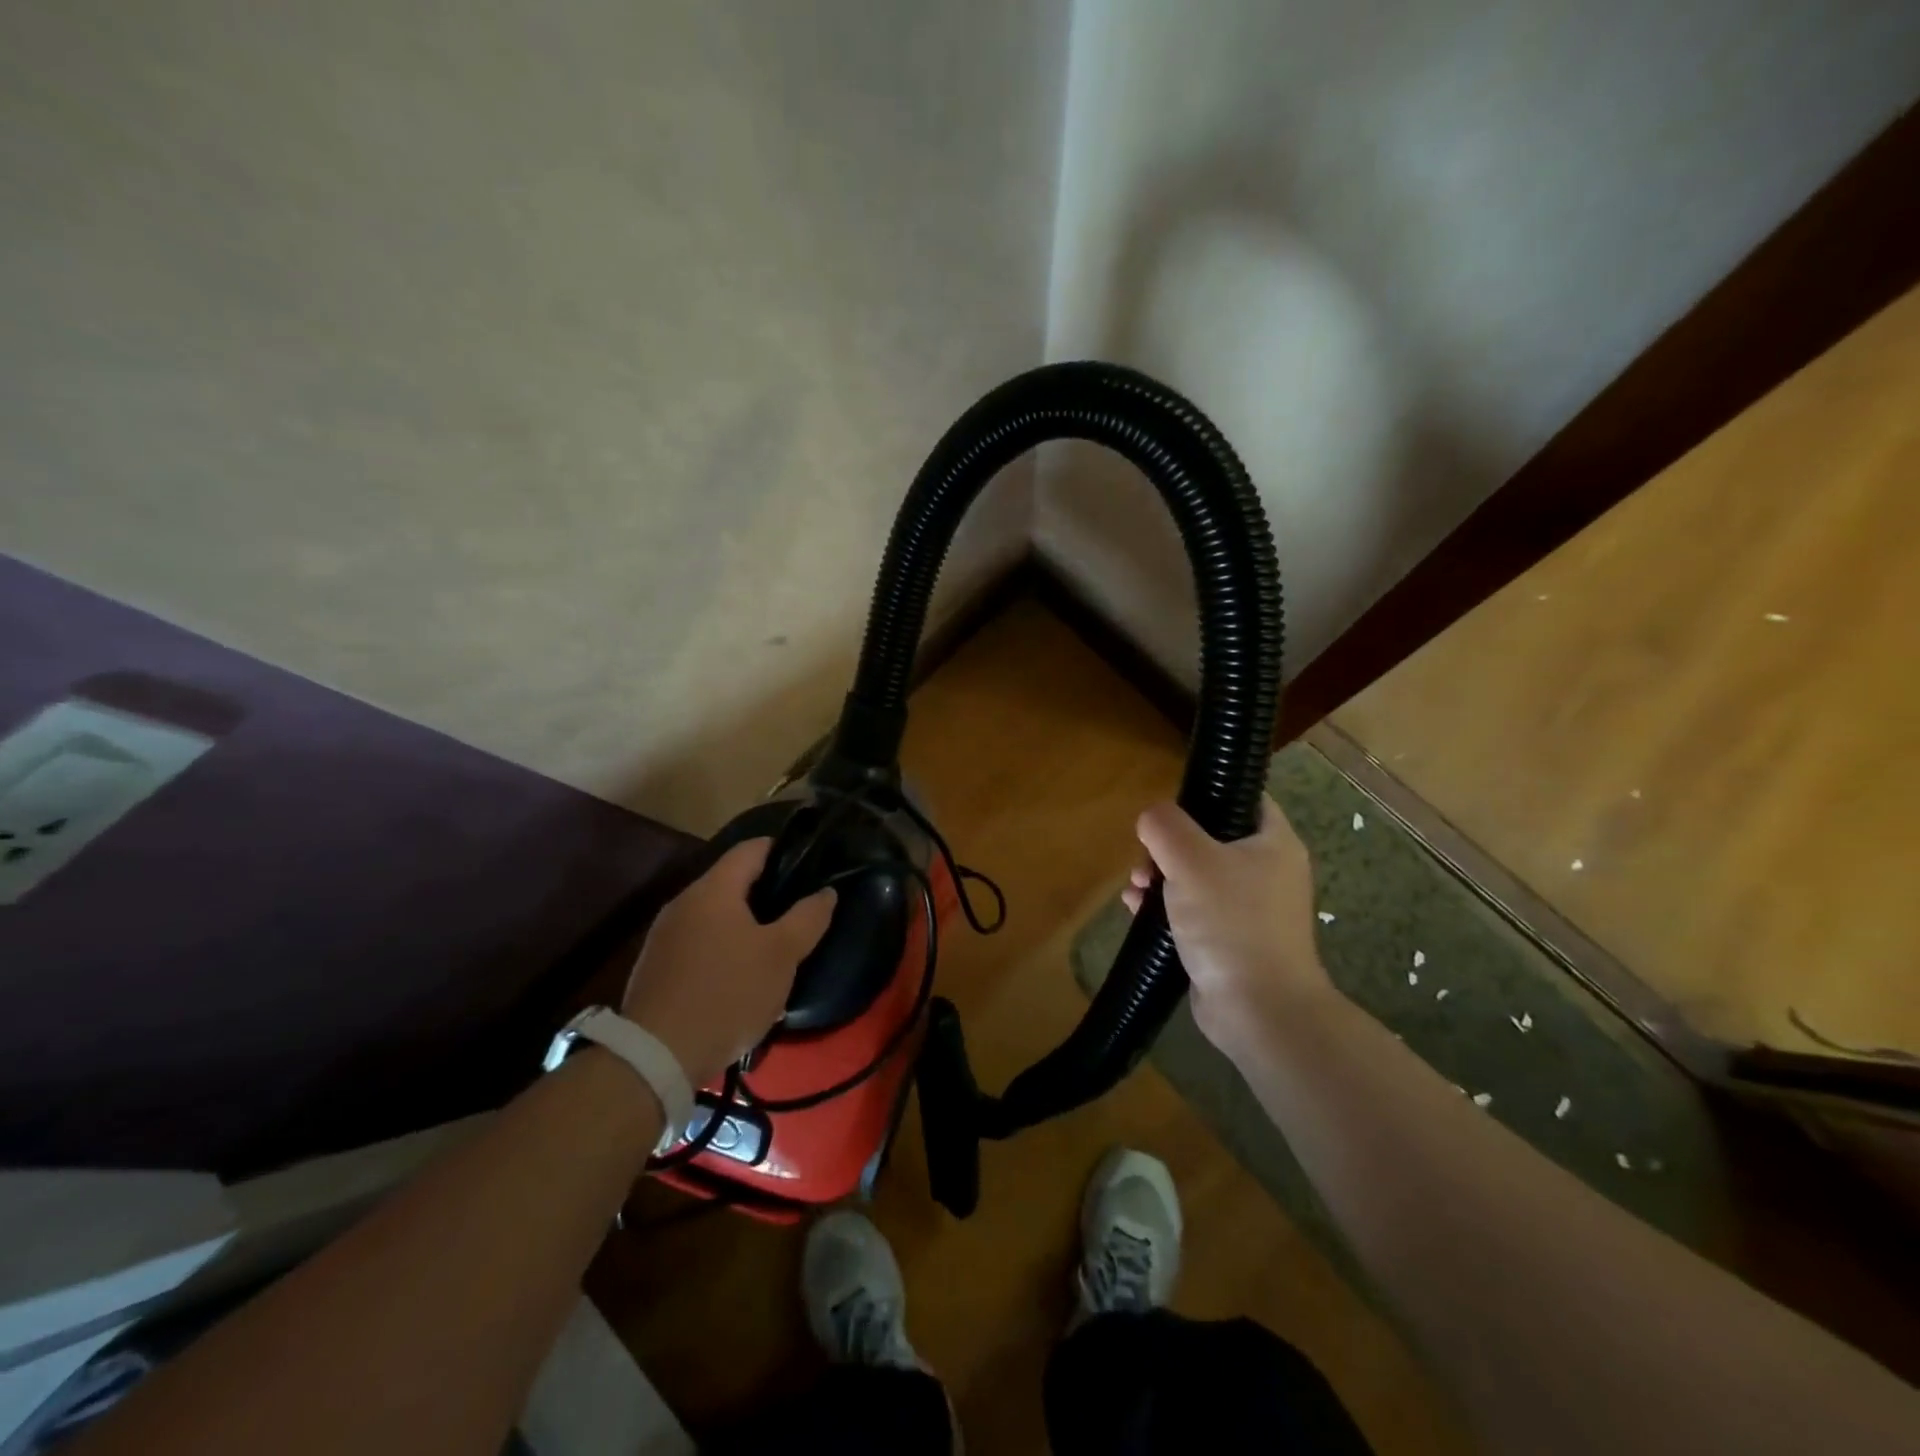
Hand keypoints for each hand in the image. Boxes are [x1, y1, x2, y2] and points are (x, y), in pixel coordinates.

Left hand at [622, 839, 836, 1086]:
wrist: (657, 1056)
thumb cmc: (728, 993)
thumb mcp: (782, 956)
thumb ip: (808, 917)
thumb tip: (825, 892)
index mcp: (713, 889)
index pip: (752, 848)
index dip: (784, 851)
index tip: (810, 867)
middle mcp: (683, 902)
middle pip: (733, 882)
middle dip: (767, 895)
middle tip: (799, 915)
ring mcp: (664, 935)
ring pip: (716, 917)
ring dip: (745, 927)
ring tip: (774, 951)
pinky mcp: (656, 967)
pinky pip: (699, 944)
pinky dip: (723, 951)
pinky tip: (739, 980)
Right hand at [1123, 796, 1332, 1059]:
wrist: (1259, 1009)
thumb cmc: (1232, 922)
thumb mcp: (1191, 860)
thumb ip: (1165, 826)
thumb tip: (1151, 817)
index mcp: (1273, 842)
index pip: (1242, 798)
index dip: (1206, 793)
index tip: (1169, 806)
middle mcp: (1266, 871)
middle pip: (1209, 838)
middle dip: (1168, 845)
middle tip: (1145, 859)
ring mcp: (1249, 908)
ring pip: (1195, 875)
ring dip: (1159, 876)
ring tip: (1135, 888)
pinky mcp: (1230, 939)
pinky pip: (1193, 909)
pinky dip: (1165, 906)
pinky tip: (1137, 910)